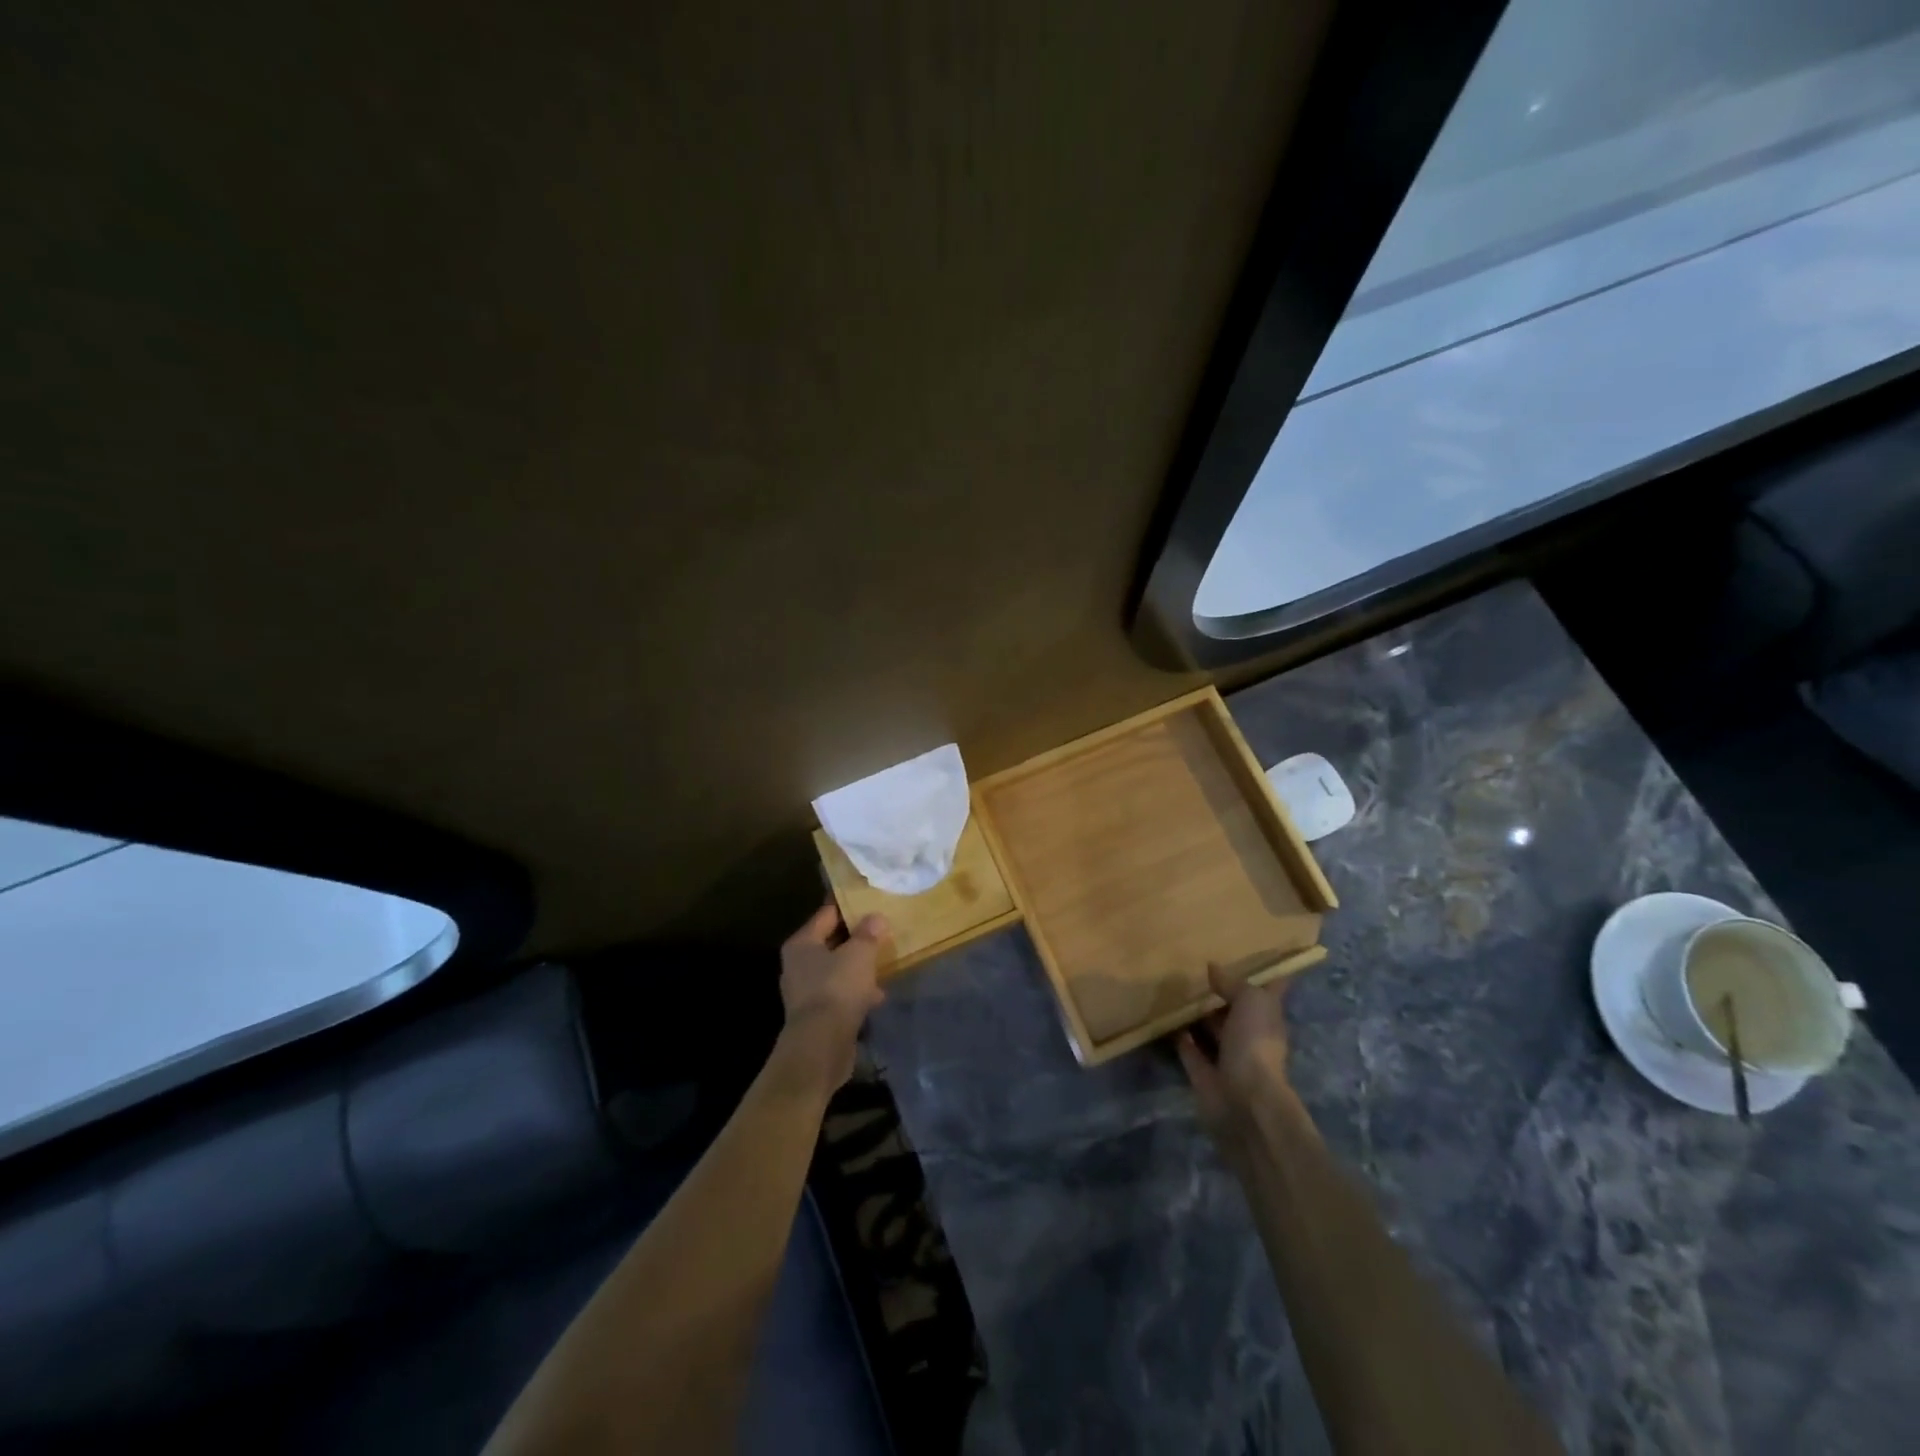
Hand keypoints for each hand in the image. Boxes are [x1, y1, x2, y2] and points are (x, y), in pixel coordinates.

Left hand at [778, 902, 888, 1089]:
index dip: (849, 907)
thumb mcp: (859, 955)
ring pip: (836, 970)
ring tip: (882, 964)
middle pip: (831, 942)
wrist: (821, 1046)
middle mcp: (798, 964)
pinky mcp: (816, 1015)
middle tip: (881, 932)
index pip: (826, 914)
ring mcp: (805, 991)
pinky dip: (856, 992)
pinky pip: (839, 994)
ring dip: (857, 968)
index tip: (870, 903)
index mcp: (802, 943)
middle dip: (855, 939)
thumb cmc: (837, 989)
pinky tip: (877, 995)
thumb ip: (868, 934)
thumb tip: (876, 917)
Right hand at [1176, 962, 1297, 1138]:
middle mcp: (1249, 1036)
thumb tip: (1213, 967)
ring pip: (1211, 1030)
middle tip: (1194, 969)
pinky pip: (1190, 1050)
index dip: (1266, 975)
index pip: (1270, 991)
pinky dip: (1180, 1038)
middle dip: (1220, 994)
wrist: (1244, 1100)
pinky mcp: (1204, 1074)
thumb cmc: (1255, 1043)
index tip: (1256, 956)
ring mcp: (1227, 1056)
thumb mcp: (1251, 1001)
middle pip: (1235, 1010)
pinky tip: (1165, 1020)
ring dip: (1196, 1015)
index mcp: (1267, 1018)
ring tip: (1174, 990)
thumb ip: (1233, 983)